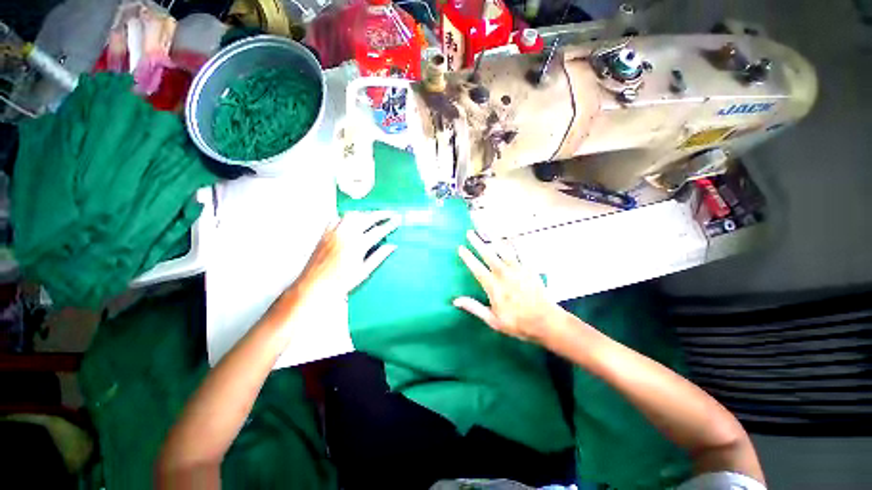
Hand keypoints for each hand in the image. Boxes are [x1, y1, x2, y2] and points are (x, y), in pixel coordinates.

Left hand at [294, 211, 400, 301]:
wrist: (314, 286)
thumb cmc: (340, 282)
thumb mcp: (364, 271)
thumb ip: (379, 256)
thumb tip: (392, 247)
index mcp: (357, 245)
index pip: (378, 231)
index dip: (390, 225)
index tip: (397, 220)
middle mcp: (345, 235)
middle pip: (367, 218)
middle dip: (380, 214)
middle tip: (389, 213)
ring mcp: (334, 232)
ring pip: (352, 215)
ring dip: (365, 214)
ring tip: (373, 215)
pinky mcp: (325, 234)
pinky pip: (338, 218)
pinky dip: (348, 217)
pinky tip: (352, 220)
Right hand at [454, 230, 564, 343]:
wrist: (545, 321)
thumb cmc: (517, 323)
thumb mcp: (492, 320)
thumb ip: (474, 307)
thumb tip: (455, 300)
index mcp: (493, 286)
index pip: (476, 268)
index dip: (468, 257)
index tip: (461, 247)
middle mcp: (504, 274)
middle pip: (488, 254)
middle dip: (477, 242)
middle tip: (470, 232)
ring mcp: (518, 269)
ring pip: (503, 249)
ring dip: (494, 239)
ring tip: (487, 229)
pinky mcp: (529, 269)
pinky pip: (520, 252)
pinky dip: (514, 244)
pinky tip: (510, 237)